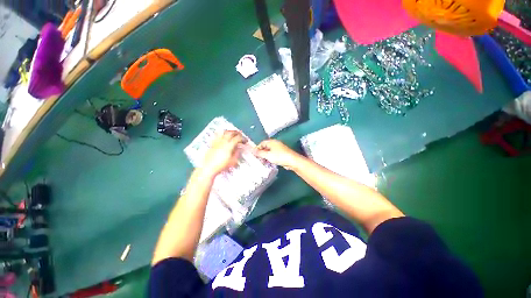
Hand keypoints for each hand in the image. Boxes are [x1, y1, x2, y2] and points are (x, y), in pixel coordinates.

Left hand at [200, 131, 246, 176]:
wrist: (208, 168)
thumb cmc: (221, 165)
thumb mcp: (233, 161)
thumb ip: (237, 153)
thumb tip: (240, 149)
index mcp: (229, 145)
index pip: (238, 138)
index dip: (243, 138)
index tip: (245, 141)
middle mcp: (223, 141)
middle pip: (231, 133)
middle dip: (237, 133)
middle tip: (240, 134)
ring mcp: (217, 142)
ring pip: (224, 132)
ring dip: (229, 131)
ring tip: (232, 133)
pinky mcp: (212, 143)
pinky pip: (217, 135)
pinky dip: (221, 133)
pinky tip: (222, 135)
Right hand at [254, 139, 299, 169]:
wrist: (292, 161)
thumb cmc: (279, 156)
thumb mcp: (268, 155)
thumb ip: (259, 153)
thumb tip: (252, 150)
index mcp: (272, 142)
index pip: (262, 143)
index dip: (257, 148)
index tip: (254, 155)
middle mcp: (275, 144)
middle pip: (265, 147)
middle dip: (261, 153)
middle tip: (258, 159)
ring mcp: (279, 149)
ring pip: (269, 152)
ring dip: (265, 156)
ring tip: (263, 162)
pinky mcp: (281, 154)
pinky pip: (273, 155)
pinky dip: (270, 158)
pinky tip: (269, 163)